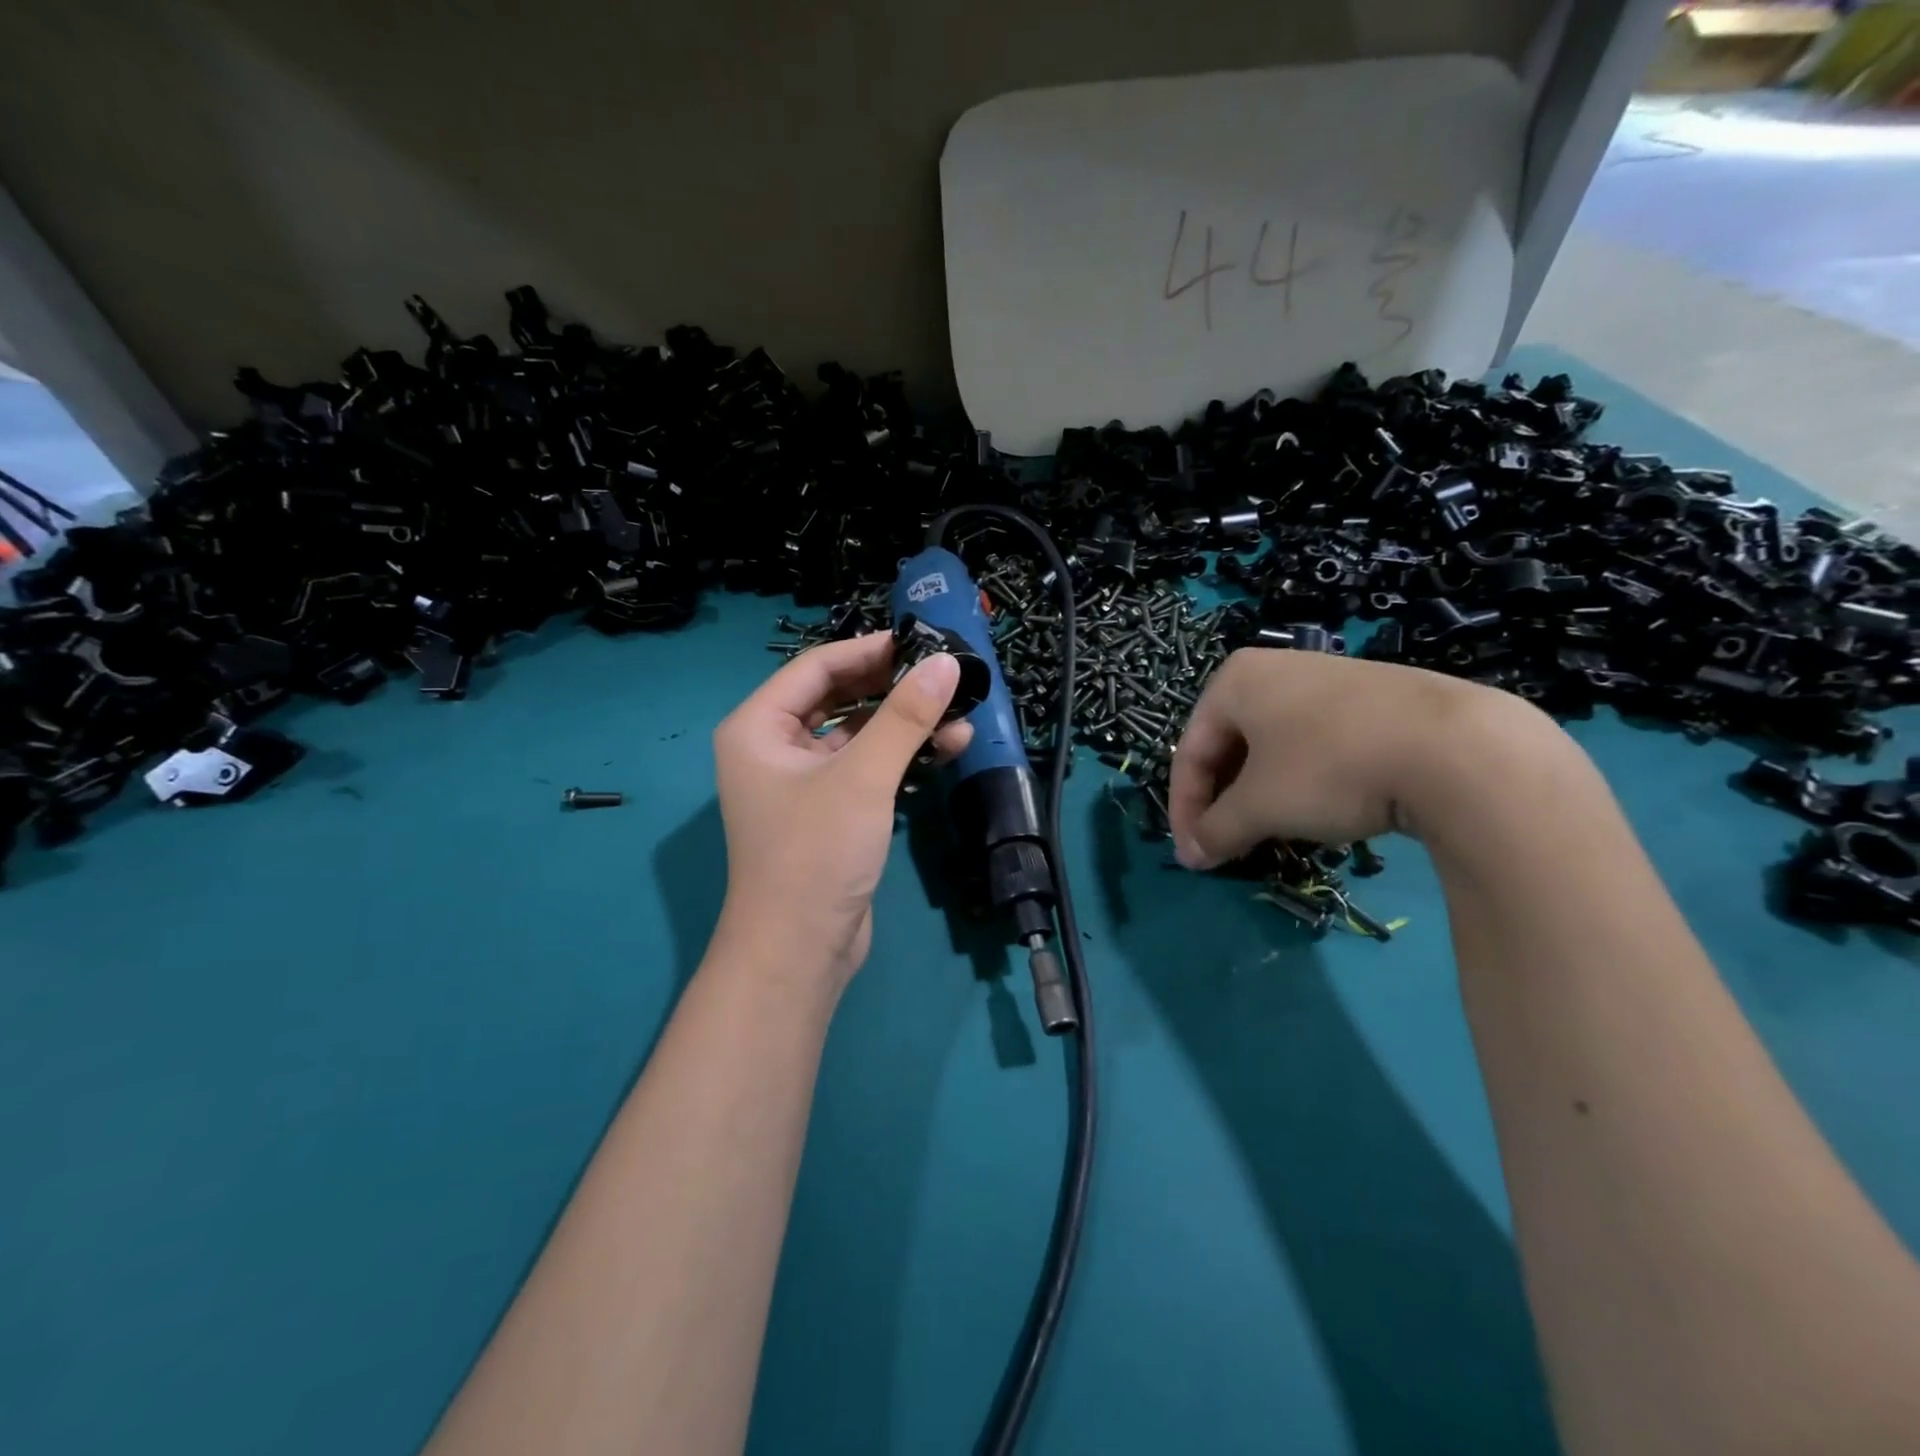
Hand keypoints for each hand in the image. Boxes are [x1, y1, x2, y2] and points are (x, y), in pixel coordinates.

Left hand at [710, 633, 971, 987]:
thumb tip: (948, 664)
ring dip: (905, 723)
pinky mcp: (830, 810)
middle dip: (892, 686)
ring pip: (858, 733)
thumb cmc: (816, 853)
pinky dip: (902, 755)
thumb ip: (905, 716)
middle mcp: (773, 747)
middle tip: (944, 673)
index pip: (816, 667)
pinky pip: (867, 766)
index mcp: (758, 727)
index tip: (921, 641)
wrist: (800, 951)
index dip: (868, 649)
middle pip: (838, 697)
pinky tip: (948, 747)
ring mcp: (802, 781)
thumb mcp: (863, 777)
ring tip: (960, 713)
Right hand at [1168, 648, 1550, 868]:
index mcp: (1235, 681)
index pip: (1192, 752)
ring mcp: (1328, 680)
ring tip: (1269, 833)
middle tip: (1227, 845)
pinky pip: (1315, 743)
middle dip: (1223, 802)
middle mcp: (1275, 670)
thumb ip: (1216, 831)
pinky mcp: (1372, 700)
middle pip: (1229, 747)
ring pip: (1272, 747)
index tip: (1193, 856)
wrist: (1456, 748)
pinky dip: (1302, 781)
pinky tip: (1318, 810)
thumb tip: (1192, 857)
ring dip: (1260, 795)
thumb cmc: (1329, 766)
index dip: (1185, 810)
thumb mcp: (1260, 806)